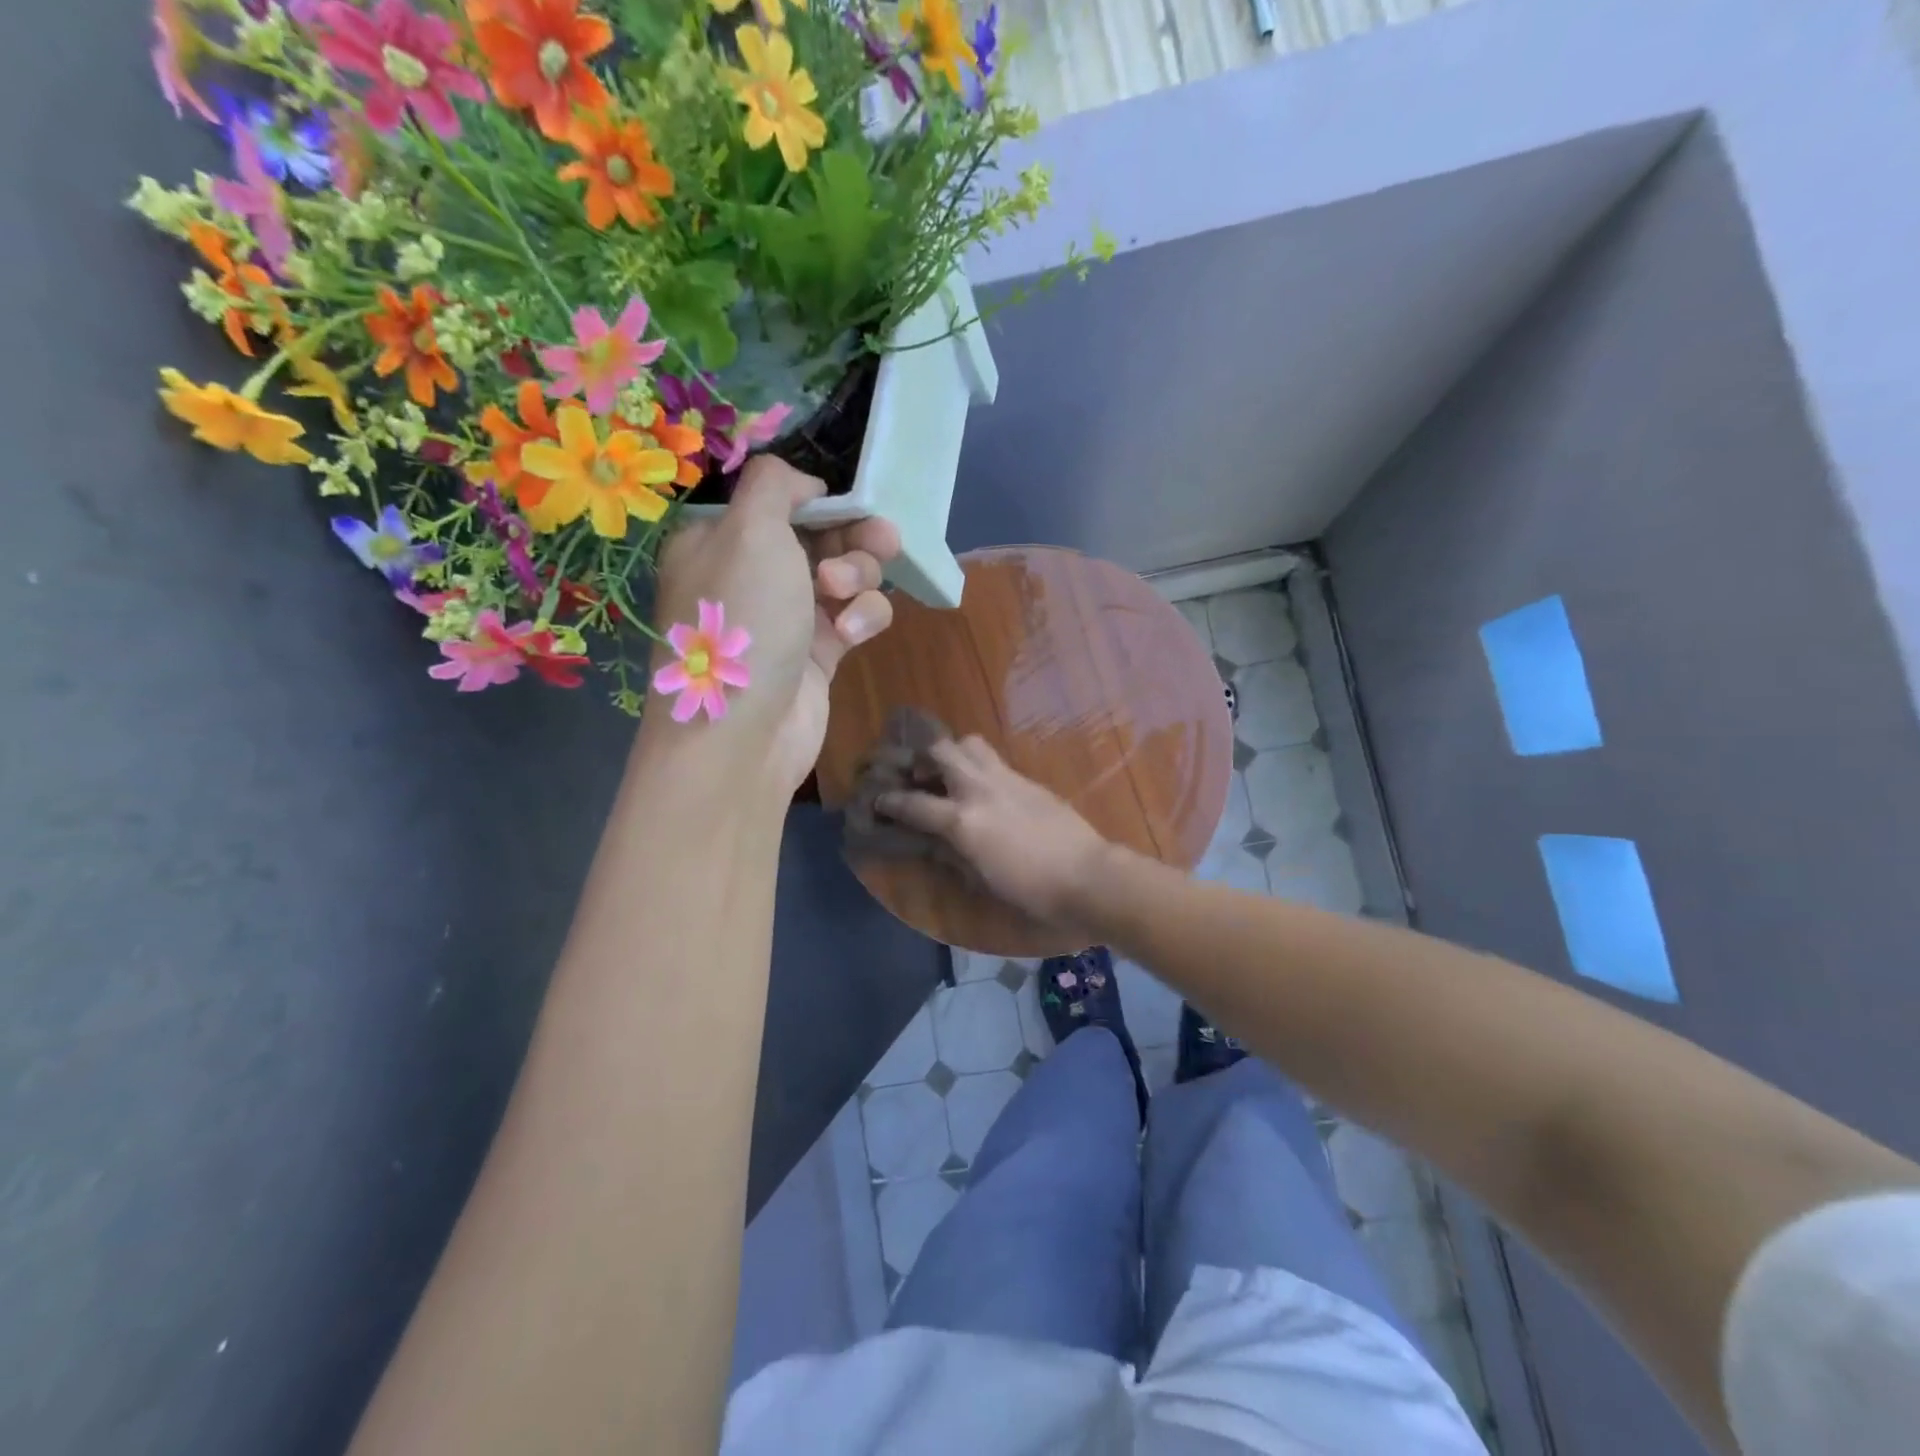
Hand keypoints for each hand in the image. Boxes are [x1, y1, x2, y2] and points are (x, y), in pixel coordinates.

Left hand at [647, 457, 900, 795]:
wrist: (745, 732)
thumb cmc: (742, 620)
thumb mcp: (749, 529)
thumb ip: (776, 485)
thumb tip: (805, 486)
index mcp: (720, 540)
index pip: (779, 502)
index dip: (819, 501)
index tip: (848, 505)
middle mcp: (752, 575)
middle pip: (822, 535)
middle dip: (854, 537)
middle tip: (881, 541)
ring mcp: (788, 616)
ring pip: (846, 575)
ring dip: (860, 578)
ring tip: (844, 597)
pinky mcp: (820, 654)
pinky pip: (856, 617)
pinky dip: (863, 619)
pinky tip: (852, 636)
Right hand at [876, 736, 1115, 928]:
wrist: (1086, 876)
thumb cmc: (1030, 890)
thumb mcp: (980, 878)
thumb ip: (951, 853)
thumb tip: (932, 840)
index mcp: (963, 820)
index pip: (913, 803)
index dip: (889, 802)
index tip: (877, 800)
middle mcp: (980, 789)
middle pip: (940, 751)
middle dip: (920, 759)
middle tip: (916, 776)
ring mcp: (1006, 779)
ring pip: (969, 743)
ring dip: (952, 753)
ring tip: (949, 774)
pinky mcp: (1027, 779)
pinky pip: (994, 760)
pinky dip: (978, 766)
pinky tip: (982, 788)